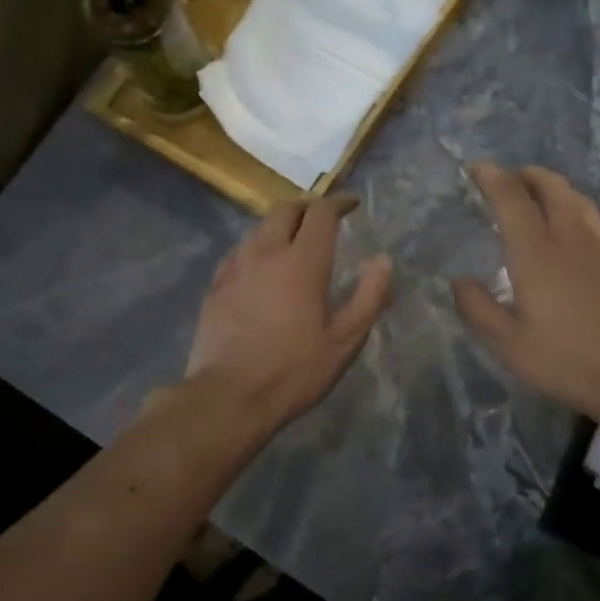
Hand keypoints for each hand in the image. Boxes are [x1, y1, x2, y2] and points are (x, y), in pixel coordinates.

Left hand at [186, 194, 393, 433]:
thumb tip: (383, 260)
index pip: (321, 213)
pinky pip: (240, 251)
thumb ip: (369, 296)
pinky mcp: (216, 286)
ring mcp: (236, 268)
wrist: (229, 397)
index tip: (351, 205)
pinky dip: (258, 247)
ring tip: (295, 242)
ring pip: (259, 229)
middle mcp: (266, 253)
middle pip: (286, 210)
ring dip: (281, 226)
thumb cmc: (294, 371)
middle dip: (308, 208)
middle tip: (323, 221)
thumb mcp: (345, 341)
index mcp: (303, 262)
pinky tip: (262, 267)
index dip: (339, 203)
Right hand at [452, 164, 599, 424]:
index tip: (478, 169)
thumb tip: (459, 280)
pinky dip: (577, 211)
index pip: (512, 200)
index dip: (493, 179)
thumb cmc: (567, 361)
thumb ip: (478, 308)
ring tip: (540, 195)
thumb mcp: (509, 344)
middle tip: (511, 177)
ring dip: (555, 189)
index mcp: (537, 253)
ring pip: (578, 200)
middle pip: (551, 188)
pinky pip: (596, 221)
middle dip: (528, 175)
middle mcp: (572, 238)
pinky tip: (575, 231)